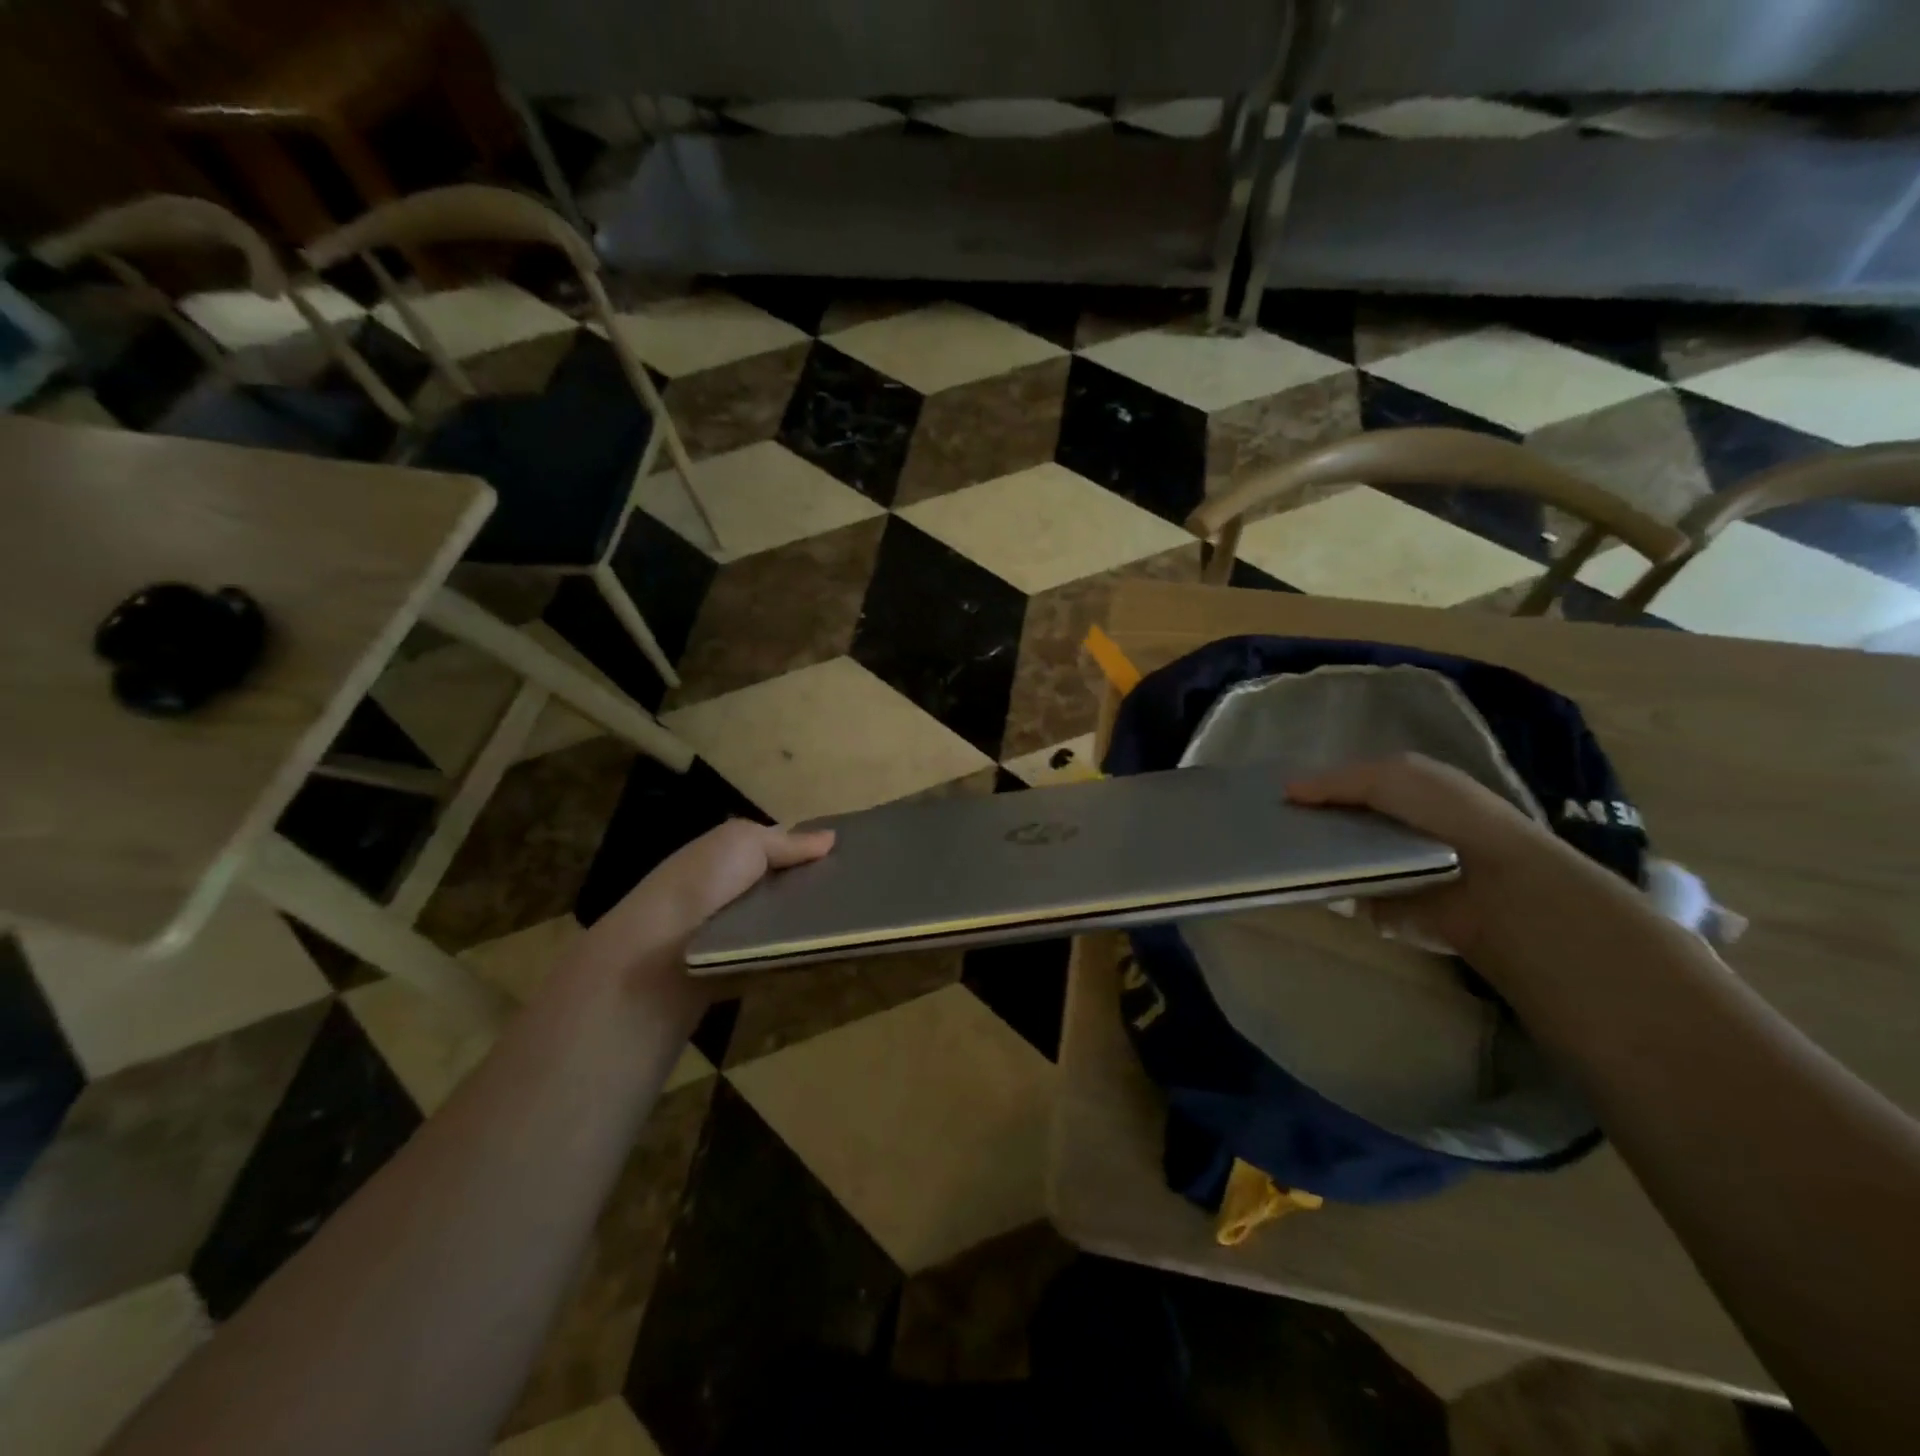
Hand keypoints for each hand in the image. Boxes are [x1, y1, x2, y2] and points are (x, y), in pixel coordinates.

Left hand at [573, 819, 833, 1024]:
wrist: (658, 958)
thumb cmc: (701, 885)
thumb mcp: (744, 842)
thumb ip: (787, 842)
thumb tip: (831, 838)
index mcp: (730, 854)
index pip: (780, 848)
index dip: (812, 850)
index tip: (854, 856)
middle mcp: (732, 888)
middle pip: (787, 885)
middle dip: (817, 887)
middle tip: (861, 891)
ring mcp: (735, 931)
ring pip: (786, 921)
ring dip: (810, 922)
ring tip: (853, 922)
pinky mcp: (741, 967)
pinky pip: (780, 955)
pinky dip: (799, 952)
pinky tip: (828, 950)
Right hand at [1287, 753, 1611, 962]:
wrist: (1493, 887)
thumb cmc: (1447, 817)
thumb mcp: (1392, 775)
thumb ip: (1336, 781)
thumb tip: (1286, 790)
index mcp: (1402, 792)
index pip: (1345, 787)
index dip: (1313, 788)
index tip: (1274, 794)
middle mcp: (1392, 829)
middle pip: (1333, 823)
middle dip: (1303, 822)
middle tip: (1264, 824)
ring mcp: (1384, 869)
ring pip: (1331, 858)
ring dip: (1307, 855)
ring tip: (1269, 851)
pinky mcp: (1378, 906)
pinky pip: (1337, 892)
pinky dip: (1318, 886)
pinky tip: (1292, 877)